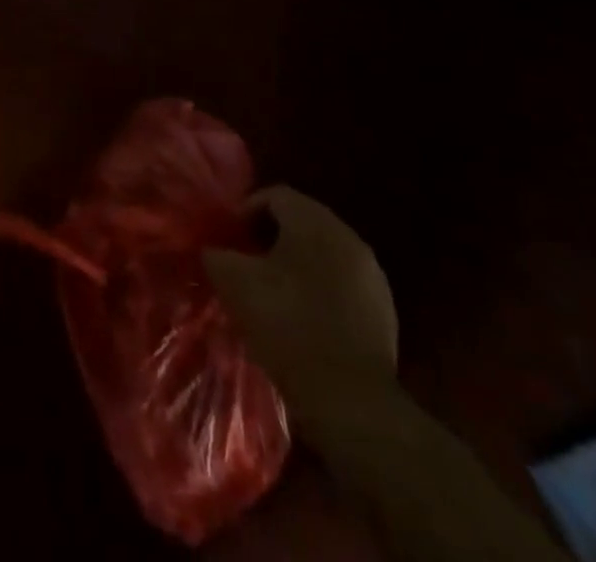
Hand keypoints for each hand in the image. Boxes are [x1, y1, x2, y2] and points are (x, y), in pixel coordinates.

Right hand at [204, 186, 398, 441]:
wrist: (351, 401)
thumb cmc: (287, 326)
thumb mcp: (235, 282)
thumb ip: (216, 253)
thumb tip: (211, 248)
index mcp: (314, 222)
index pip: (275, 195)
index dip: (246, 211)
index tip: (229, 239)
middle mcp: (348, 238)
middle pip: (302, 221)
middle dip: (270, 236)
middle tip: (246, 261)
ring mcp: (371, 275)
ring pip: (323, 253)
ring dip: (297, 263)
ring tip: (272, 291)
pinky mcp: (384, 311)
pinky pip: (343, 283)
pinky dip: (320, 289)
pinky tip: (303, 317)